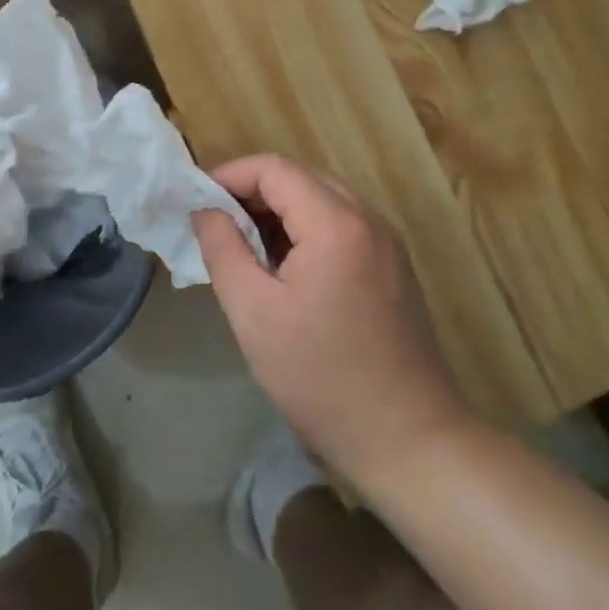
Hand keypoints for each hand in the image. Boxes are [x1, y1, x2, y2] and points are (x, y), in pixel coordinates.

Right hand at [194, 154, 467, 486]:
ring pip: (320, 201)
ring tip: (245, 251)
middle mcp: (367, 219)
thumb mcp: (254, 314)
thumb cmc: (322, 377)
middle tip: (217, 228)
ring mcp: (386, 242)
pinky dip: (306, 231)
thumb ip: (223, 249)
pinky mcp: (393, 267)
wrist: (410, 440)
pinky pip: (341, 226)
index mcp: (336, 223)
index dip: (230, 176)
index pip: (274, 169)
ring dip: (278, 214)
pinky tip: (286, 271)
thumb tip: (205, 211)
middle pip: (299, 179)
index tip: (198, 204)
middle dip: (252, 194)